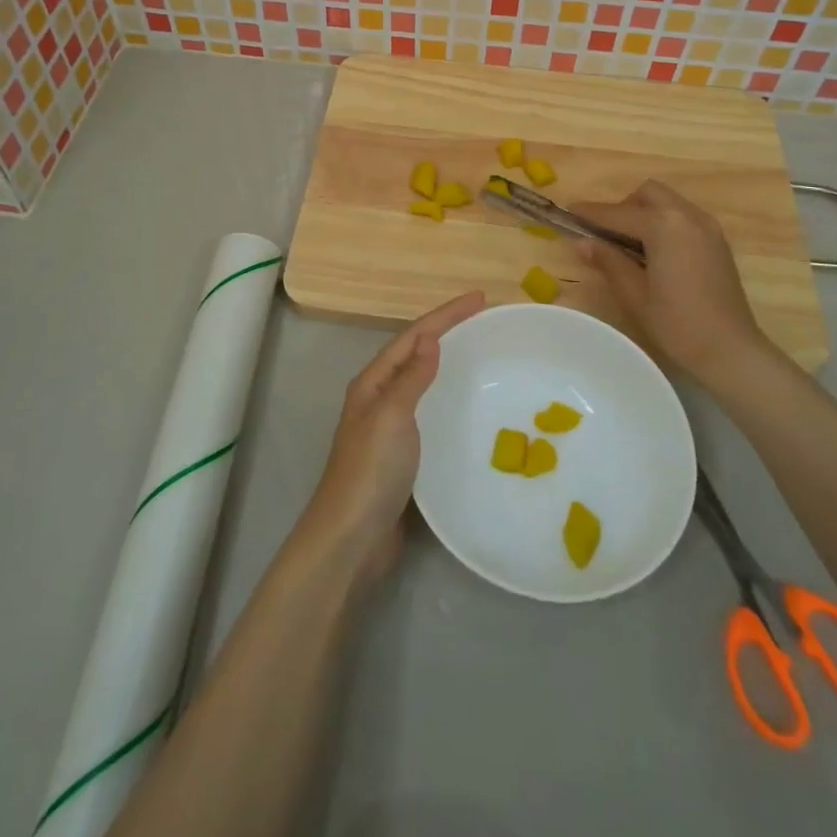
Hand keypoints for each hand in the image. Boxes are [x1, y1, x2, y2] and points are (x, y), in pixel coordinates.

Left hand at [299, 291, 484, 578]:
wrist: (352, 538)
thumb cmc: (371, 471)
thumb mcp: (392, 416)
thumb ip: (411, 378)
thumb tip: (430, 339)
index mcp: (373, 383)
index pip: (413, 336)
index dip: (446, 315)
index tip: (480, 299)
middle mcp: (378, 398)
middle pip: (416, 352)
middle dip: (447, 331)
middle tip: (484, 320)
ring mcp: (388, 426)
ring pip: (421, 381)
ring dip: (447, 361)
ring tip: (479, 353)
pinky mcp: (401, 454)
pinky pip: (428, 411)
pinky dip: (446, 397)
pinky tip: (465, 405)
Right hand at [574, 181, 782, 394]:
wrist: (730, 350)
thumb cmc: (677, 323)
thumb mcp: (634, 293)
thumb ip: (608, 261)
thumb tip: (582, 242)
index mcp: (664, 226)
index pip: (618, 213)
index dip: (591, 213)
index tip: (568, 211)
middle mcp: (687, 216)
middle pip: (647, 194)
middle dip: (623, 207)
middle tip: (606, 234)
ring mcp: (707, 227)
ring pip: (668, 202)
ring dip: (645, 213)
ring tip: (630, 245)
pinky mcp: (717, 241)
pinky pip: (683, 217)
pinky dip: (664, 223)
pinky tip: (655, 252)